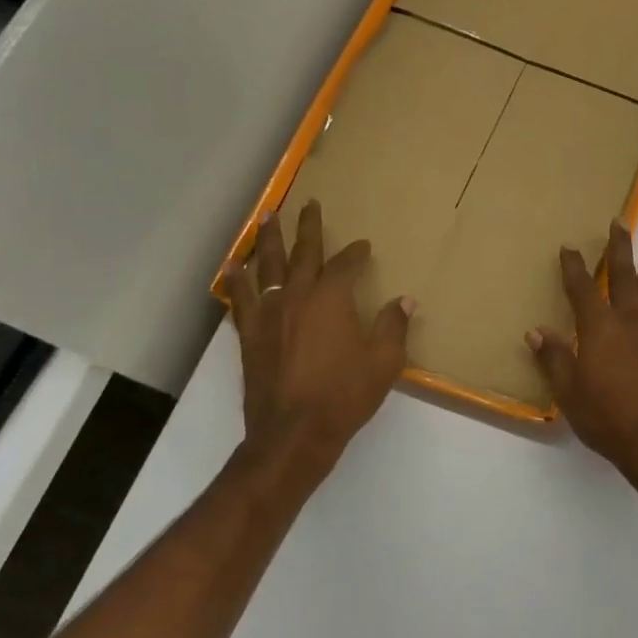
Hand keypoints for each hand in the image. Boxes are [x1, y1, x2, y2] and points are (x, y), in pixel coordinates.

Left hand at [222, 200, 412, 484]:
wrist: (293, 433)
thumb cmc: (344, 396)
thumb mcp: (383, 363)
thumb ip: (393, 327)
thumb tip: (404, 301)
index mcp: (331, 300)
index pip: (344, 266)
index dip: (355, 253)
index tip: (363, 246)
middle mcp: (296, 298)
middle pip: (301, 253)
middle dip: (307, 227)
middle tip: (308, 203)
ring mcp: (269, 315)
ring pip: (266, 267)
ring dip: (266, 240)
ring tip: (265, 217)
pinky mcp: (251, 335)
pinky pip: (242, 298)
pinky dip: (237, 280)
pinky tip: (233, 268)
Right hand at [529, 221, 637, 498]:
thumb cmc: (607, 418)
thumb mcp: (569, 392)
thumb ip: (554, 358)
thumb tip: (536, 331)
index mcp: (599, 329)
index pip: (581, 289)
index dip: (574, 267)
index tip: (569, 247)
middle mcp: (629, 320)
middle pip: (623, 276)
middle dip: (619, 248)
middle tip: (621, 222)